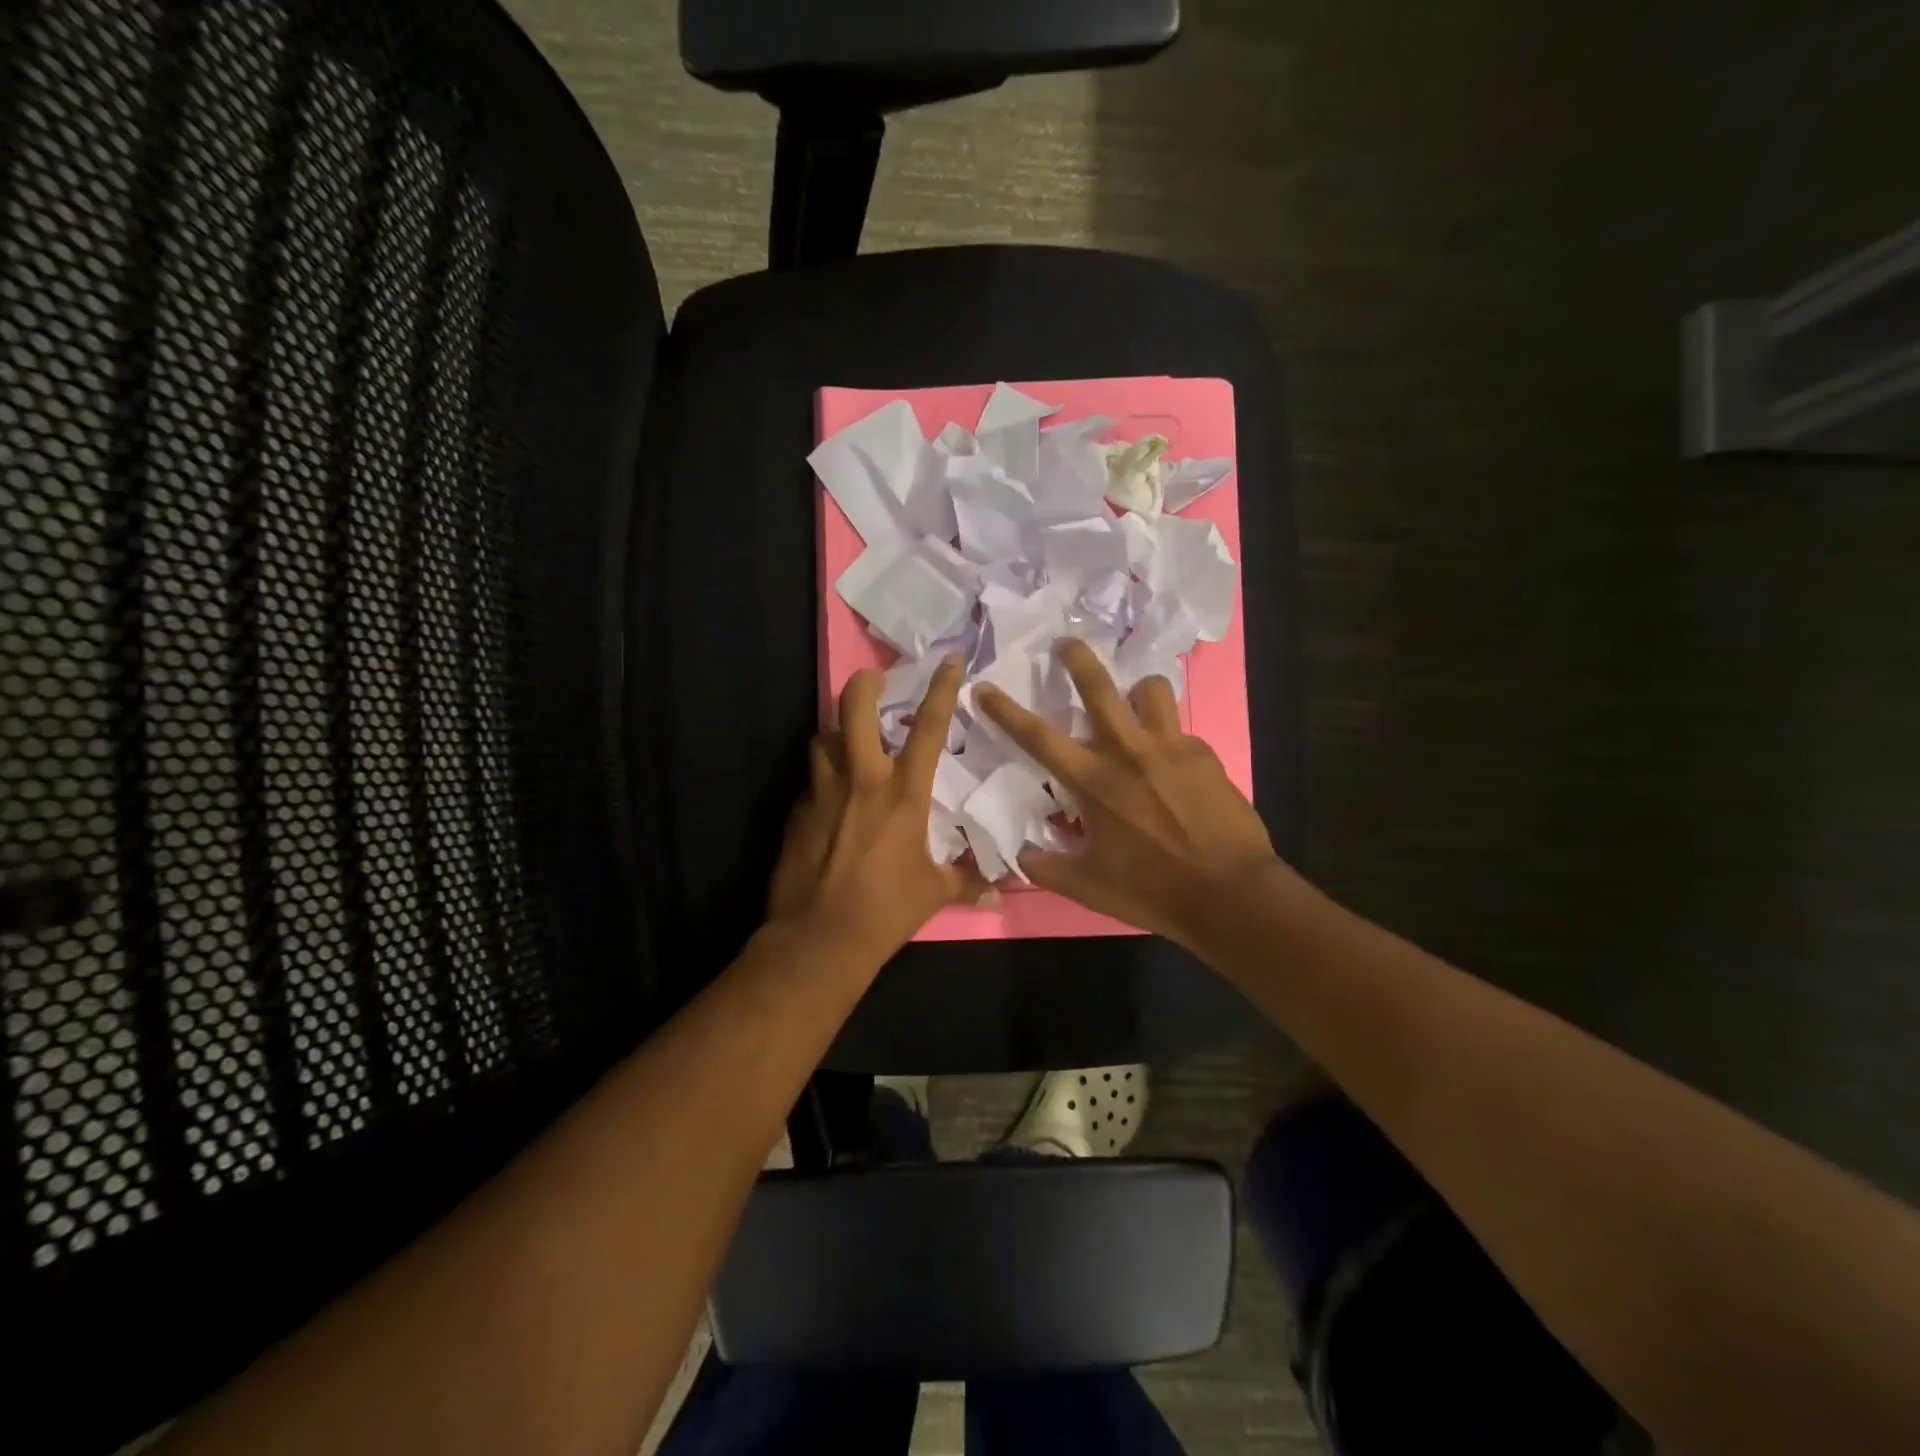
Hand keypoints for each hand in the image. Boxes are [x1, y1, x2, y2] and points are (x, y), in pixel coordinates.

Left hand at [768, 657, 992, 959]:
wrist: (820, 937)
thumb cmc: (886, 910)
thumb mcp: (934, 893)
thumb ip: (967, 883)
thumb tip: (999, 893)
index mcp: (903, 793)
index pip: (929, 727)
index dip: (942, 688)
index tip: (950, 660)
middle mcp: (861, 779)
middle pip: (854, 708)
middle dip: (865, 684)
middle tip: (874, 679)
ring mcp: (822, 792)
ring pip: (822, 738)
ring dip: (837, 733)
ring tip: (848, 742)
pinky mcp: (796, 812)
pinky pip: (810, 780)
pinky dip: (822, 778)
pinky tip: (830, 799)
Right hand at [976, 639, 1285, 948]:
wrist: (1230, 894)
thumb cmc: (1151, 890)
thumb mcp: (1087, 887)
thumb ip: (1045, 865)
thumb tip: (1020, 851)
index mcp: (1094, 781)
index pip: (1038, 737)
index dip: (1005, 711)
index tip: (983, 687)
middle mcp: (1129, 752)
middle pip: (1099, 687)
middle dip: (1077, 657)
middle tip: (1066, 642)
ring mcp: (1171, 747)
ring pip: (1151, 689)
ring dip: (1137, 690)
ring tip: (1134, 703)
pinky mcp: (1205, 754)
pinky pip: (1179, 731)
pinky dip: (1168, 739)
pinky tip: (1173, 766)